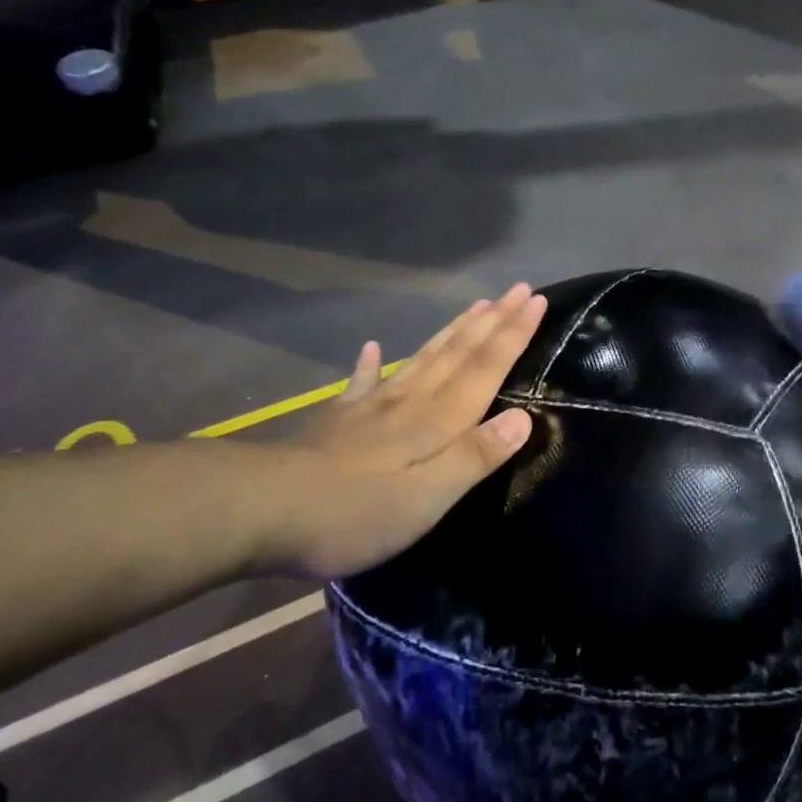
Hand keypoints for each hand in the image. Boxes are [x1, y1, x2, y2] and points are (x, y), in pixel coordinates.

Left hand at [260, 284, 547, 577]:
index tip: (537, 299)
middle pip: (459, 352)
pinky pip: (361, 383)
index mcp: (438, 420)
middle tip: (518, 290)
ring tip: (476, 306)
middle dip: (493, 321)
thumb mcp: (429, 496)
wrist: (264, 510)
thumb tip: (524, 416)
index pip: (485, 367)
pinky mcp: (339, 422)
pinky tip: (370, 346)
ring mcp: (372, 407)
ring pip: (423, 358)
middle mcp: (411, 401)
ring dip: (453, 331)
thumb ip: (475, 455)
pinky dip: (369, 362)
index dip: (513, 333)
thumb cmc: (358, 511)